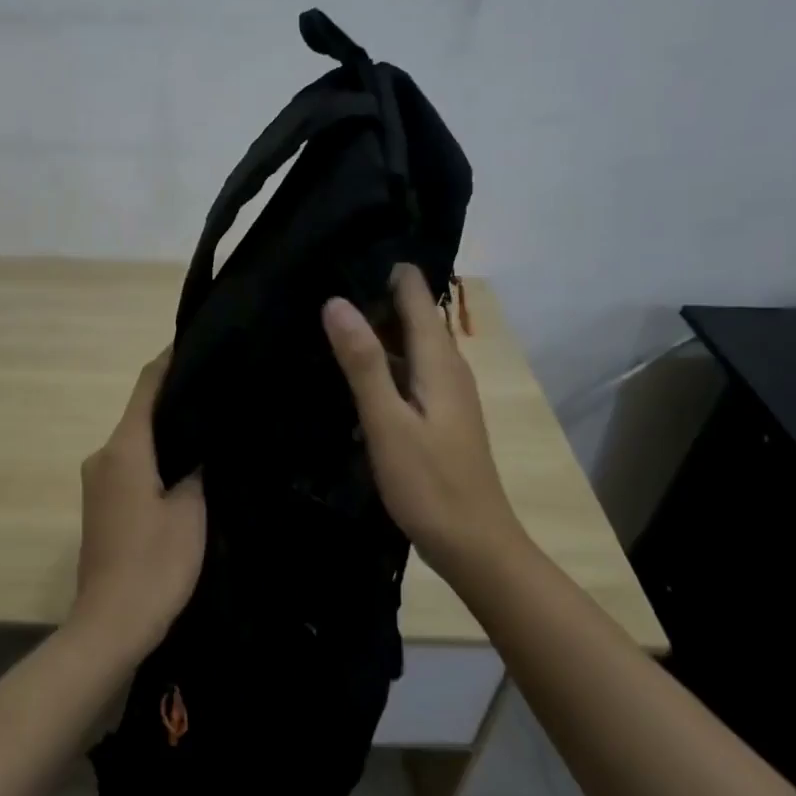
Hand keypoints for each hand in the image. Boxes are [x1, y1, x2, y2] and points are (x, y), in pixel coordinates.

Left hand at [70, 350, 205, 660]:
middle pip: (141, 412)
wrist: (111, 625)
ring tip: (210, 422)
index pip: (147, 386)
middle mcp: (103, 455)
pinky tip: (187, 463)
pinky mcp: (101, 504)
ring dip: (167, 430)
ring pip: (137, 440)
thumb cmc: (155, 565)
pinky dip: (156, 456)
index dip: (170, 359)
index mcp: (124, 449)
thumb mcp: (190, 511)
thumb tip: (201, 439)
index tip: (197, 340)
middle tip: (219, 388)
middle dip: (175, 397)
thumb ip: (196, 466)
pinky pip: (132, 464)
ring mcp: (98, 481)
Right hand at [321, 265, 523, 578]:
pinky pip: (408, 372)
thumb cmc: (430, 483)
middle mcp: (447, 368)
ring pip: (409, 345)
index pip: (415, 294)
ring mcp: (445, 394)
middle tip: (322, 281)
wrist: (474, 544)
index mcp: (439, 361)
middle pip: (412, 316)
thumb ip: (363, 362)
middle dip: (374, 296)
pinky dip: (381, 362)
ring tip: (327, 317)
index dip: (386, 270)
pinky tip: (352, 371)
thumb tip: (336, 301)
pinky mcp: (438, 416)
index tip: (345, 250)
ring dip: (375, 330)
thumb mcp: (388, 422)